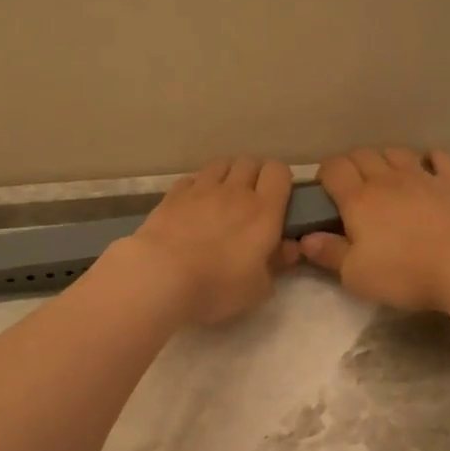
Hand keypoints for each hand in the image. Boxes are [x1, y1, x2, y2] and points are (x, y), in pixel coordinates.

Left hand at [130, 156, 300, 325]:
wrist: (161, 277)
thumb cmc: (217, 286)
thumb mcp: (257, 288)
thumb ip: (276, 265)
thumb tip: (288, 249)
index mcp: (263, 211)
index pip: (279, 172)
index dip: (280, 180)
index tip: (277, 200)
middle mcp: (235, 192)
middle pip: (250, 162)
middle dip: (254, 175)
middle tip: (250, 200)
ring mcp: (201, 189)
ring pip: (221, 164)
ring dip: (226, 175)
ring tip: (222, 197)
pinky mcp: (173, 195)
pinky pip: (192, 179)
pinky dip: (197, 187)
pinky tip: (193, 206)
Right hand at [298, 148, 449, 312]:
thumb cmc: (403, 273)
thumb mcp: (356, 275)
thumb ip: (329, 254)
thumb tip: (305, 238)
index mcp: (358, 200)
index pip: (334, 169)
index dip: (325, 173)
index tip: (325, 189)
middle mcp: (387, 179)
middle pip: (362, 155)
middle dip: (352, 164)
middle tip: (352, 186)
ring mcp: (423, 177)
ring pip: (396, 152)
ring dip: (385, 159)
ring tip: (385, 176)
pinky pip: (438, 157)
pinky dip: (429, 158)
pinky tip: (428, 167)